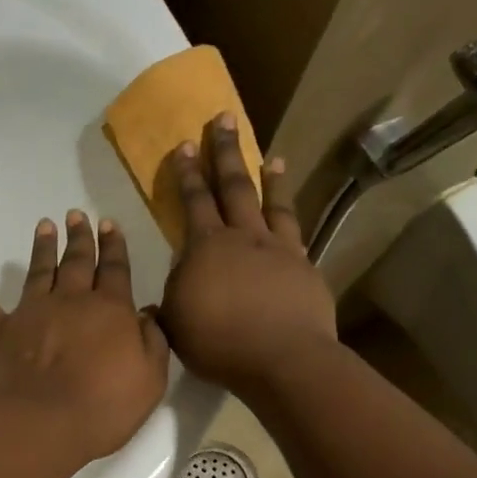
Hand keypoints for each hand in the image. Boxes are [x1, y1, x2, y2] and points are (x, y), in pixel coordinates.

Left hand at [0, 211, 169, 464]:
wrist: (44, 425)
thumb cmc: (104, 407)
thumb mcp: (150, 379)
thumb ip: (152, 342)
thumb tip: (146, 313)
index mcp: (110, 310)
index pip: (115, 269)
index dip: (113, 246)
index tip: (109, 224)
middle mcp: (70, 301)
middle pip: (77, 262)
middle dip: (80, 237)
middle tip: (77, 215)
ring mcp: (30, 313)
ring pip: (38, 271)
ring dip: (42, 247)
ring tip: (45, 225)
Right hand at [160, 113, 337, 393]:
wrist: (282, 358)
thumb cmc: (219, 343)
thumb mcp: (176, 322)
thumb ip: (173, 295)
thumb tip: (173, 281)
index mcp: (205, 247)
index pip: (193, 201)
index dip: (187, 173)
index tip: (183, 145)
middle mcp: (242, 237)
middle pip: (233, 186)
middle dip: (224, 152)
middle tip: (223, 119)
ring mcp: (277, 248)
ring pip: (270, 202)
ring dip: (267, 176)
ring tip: (269, 156)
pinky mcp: (303, 265)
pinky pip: (295, 229)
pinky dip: (290, 212)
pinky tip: (289, 205)